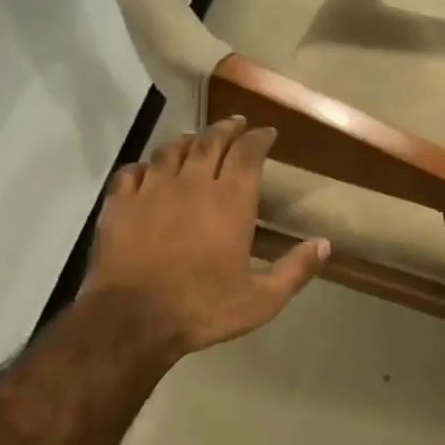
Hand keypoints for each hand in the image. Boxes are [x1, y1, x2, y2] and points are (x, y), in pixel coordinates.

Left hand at [82, 117, 328, 361]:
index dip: (259, 138)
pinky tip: (147, 170)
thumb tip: (324, 244)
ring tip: (194, 139)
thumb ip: (295, 270)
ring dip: (187, 140)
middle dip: (227, 128)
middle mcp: (193, 184)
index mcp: (231, 201)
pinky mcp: (120, 205)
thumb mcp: (262, 299)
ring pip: (170, 150)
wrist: (132, 320)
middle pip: (210, 141)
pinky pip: (131, 172)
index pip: (248, 153)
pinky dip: (144, 166)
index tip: (267, 133)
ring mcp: (152, 191)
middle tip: (236, 123)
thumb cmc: (203, 308)